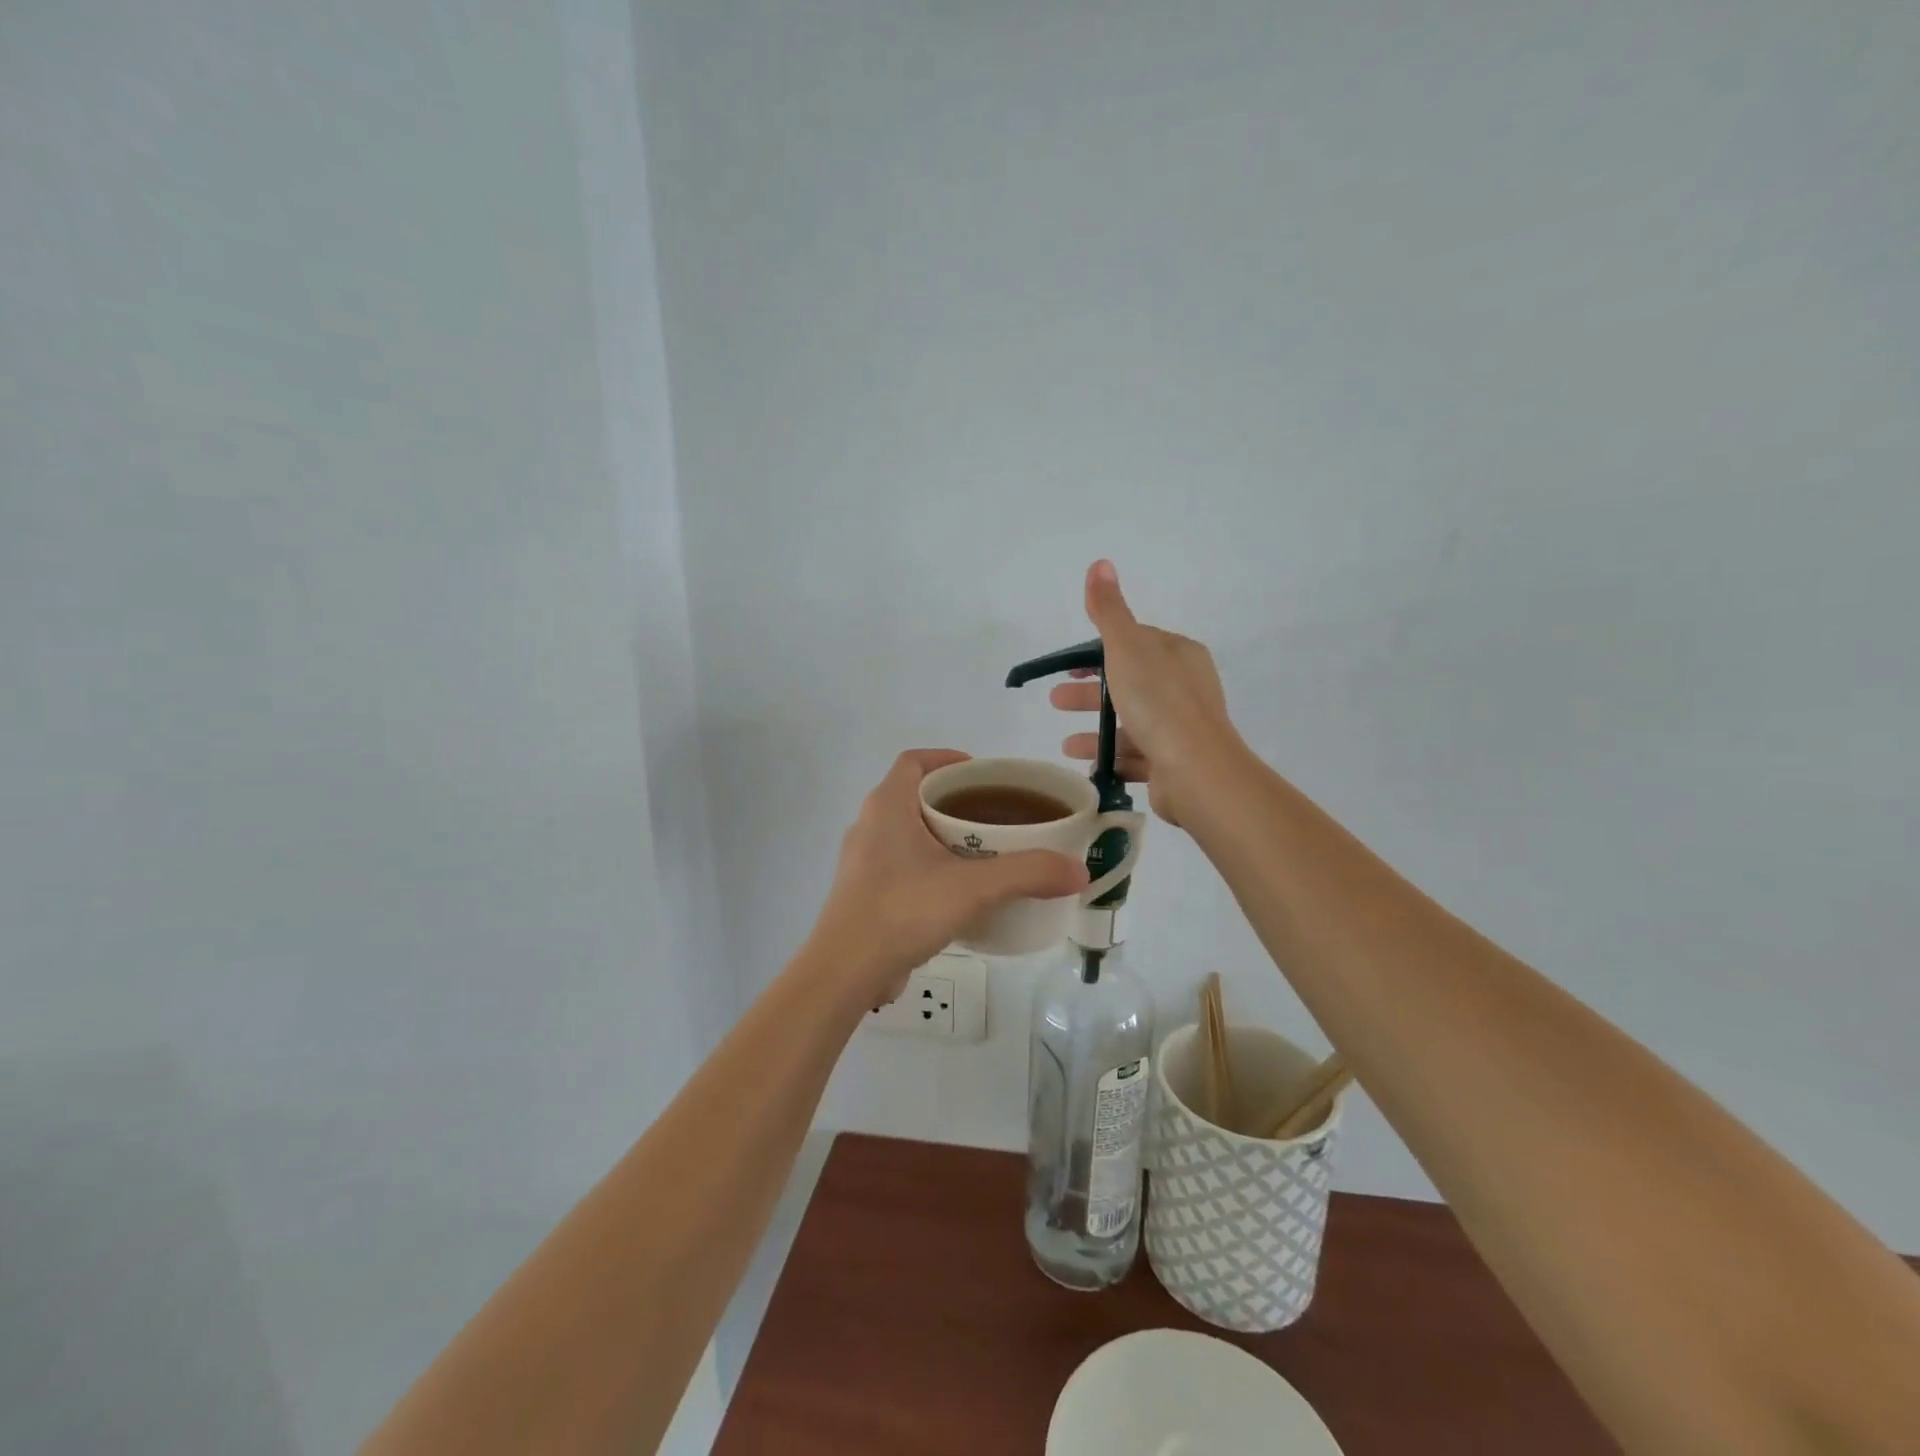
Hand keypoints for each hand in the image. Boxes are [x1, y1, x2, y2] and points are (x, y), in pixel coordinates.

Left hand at [809, 750, 1088, 1002]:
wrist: (845, 971)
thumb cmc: (903, 910)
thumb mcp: (973, 888)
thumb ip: (1027, 873)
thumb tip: (1079, 870)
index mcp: (887, 806)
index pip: (914, 761)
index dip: (947, 759)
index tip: (982, 775)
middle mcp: (869, 824)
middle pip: (913, 795)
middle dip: (953, 800)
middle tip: (993, 815)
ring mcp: (862, 861)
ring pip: (906, 832)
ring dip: (940, 835)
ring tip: (981, 852)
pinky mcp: (862, 892)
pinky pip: (900, 864)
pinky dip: (928, 866)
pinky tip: (956, 892)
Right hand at [1052, 560, 1239, 826]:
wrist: (1197, 771)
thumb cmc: (1159, 703)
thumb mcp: (1127, 648)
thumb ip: (1109, 611)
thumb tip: (1100, 563)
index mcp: (1178, 655)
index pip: (1134, 645)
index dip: (1098, 653)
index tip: (1067, 667)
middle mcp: (1184, 688)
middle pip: (1128, 685)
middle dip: (1090, 694)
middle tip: (1055, 703)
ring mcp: (1182, 728)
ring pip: (1131, 724)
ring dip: (1096, 731)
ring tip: (1066, 745)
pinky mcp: (1175, 763)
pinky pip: (1137, 757)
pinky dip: (1112, 759)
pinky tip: (1088, 767)